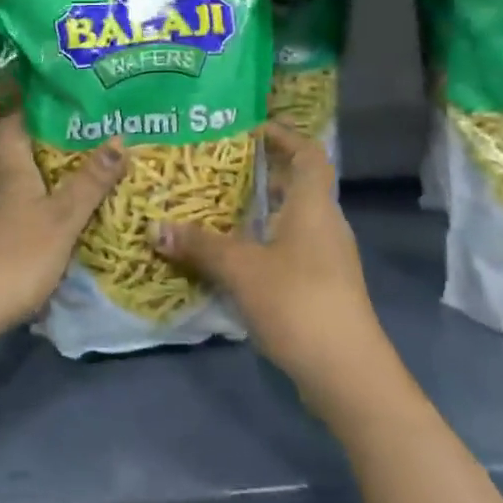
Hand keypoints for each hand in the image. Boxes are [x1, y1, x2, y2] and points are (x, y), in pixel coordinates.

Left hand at [0, 113, 125, 362]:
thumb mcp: (61, 219)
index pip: (12, 126)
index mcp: (11, 174)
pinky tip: (62, 232)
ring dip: (47, 188)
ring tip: (85, 184)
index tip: (58, 98)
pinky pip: (19, 225)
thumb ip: (89, 183)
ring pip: (21, 194)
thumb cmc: (13, 258)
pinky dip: (40, 222)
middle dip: (50, 150)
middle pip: (19, 159)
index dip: (29, 108)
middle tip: (91, 143)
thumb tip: (118, 136)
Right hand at [154, 123, 390, 409]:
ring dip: (261, 212)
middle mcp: (326, 224)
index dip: (285, 136)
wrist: (347, 373)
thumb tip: (155, 227)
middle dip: (262, 174)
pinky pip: (292, 249)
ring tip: (220, 209)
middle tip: (221, 169)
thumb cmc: (298, 302)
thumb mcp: (241, 269)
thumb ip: (200, 245)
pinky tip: (235, 257)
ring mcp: (329, 259)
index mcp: (314, 206)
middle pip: (298, 186)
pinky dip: (265, 243)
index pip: (308, 154)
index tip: (252, 129)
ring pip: (293, 220)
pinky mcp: (324, 288)